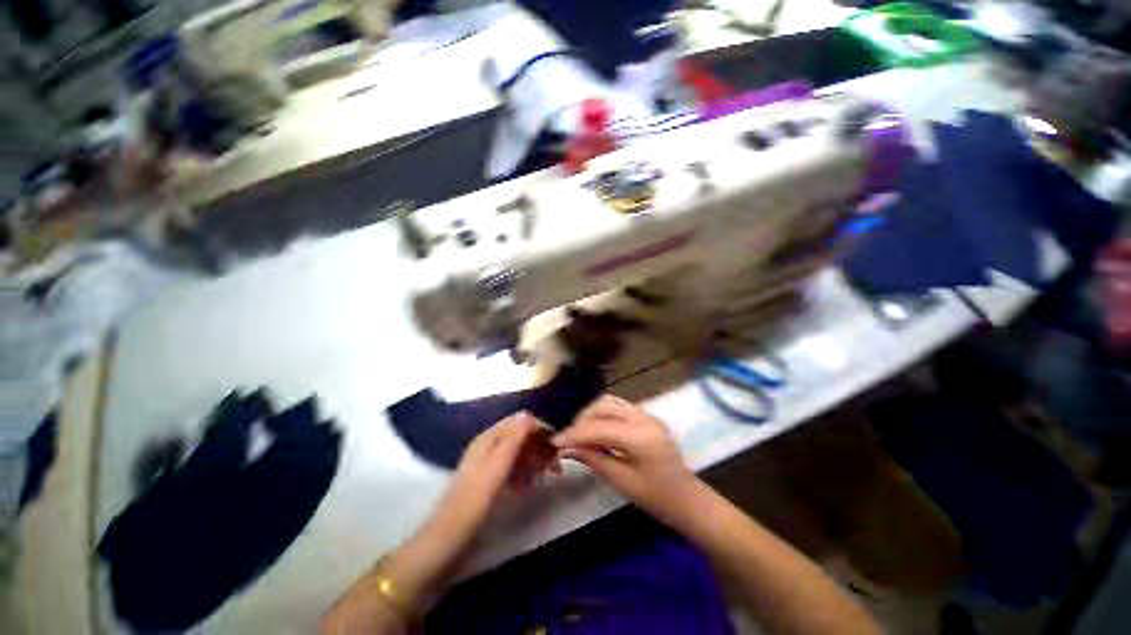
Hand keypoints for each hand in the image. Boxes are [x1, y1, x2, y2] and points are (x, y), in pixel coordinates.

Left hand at [322, 413, 560, 633]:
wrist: (444, 546)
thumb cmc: (471, 506)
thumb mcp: (495, 471)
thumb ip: (512, 441)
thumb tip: (529, 414)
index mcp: (487, 440)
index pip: (519, 421)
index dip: (538, 429)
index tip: (556, 445)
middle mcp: (487, 447)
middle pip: (520, 436)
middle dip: (539, 447)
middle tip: (556, 467)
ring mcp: (487, 465)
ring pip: (517, 453)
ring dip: (534, 461)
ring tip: (547, 477)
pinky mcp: (488, 482)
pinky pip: (512, 469)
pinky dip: (523, 474)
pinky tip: (529, 487)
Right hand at [552, 395, 700, 525]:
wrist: (688, 499)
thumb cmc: (657, 498)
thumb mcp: (622, 482)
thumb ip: (594, 459)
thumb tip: (567, 447)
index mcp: (639, 437)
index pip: (598, 428)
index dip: (574, 434)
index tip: (554, 441)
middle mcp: (643, 418)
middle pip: (602, 408)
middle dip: (581, 421)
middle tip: (567, 438)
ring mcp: (646, 414)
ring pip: (609, 402)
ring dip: (591, 414)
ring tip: (579, 432)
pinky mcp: (646, 416)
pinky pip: (619, 406)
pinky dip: (603, 413)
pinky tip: (595, 427)